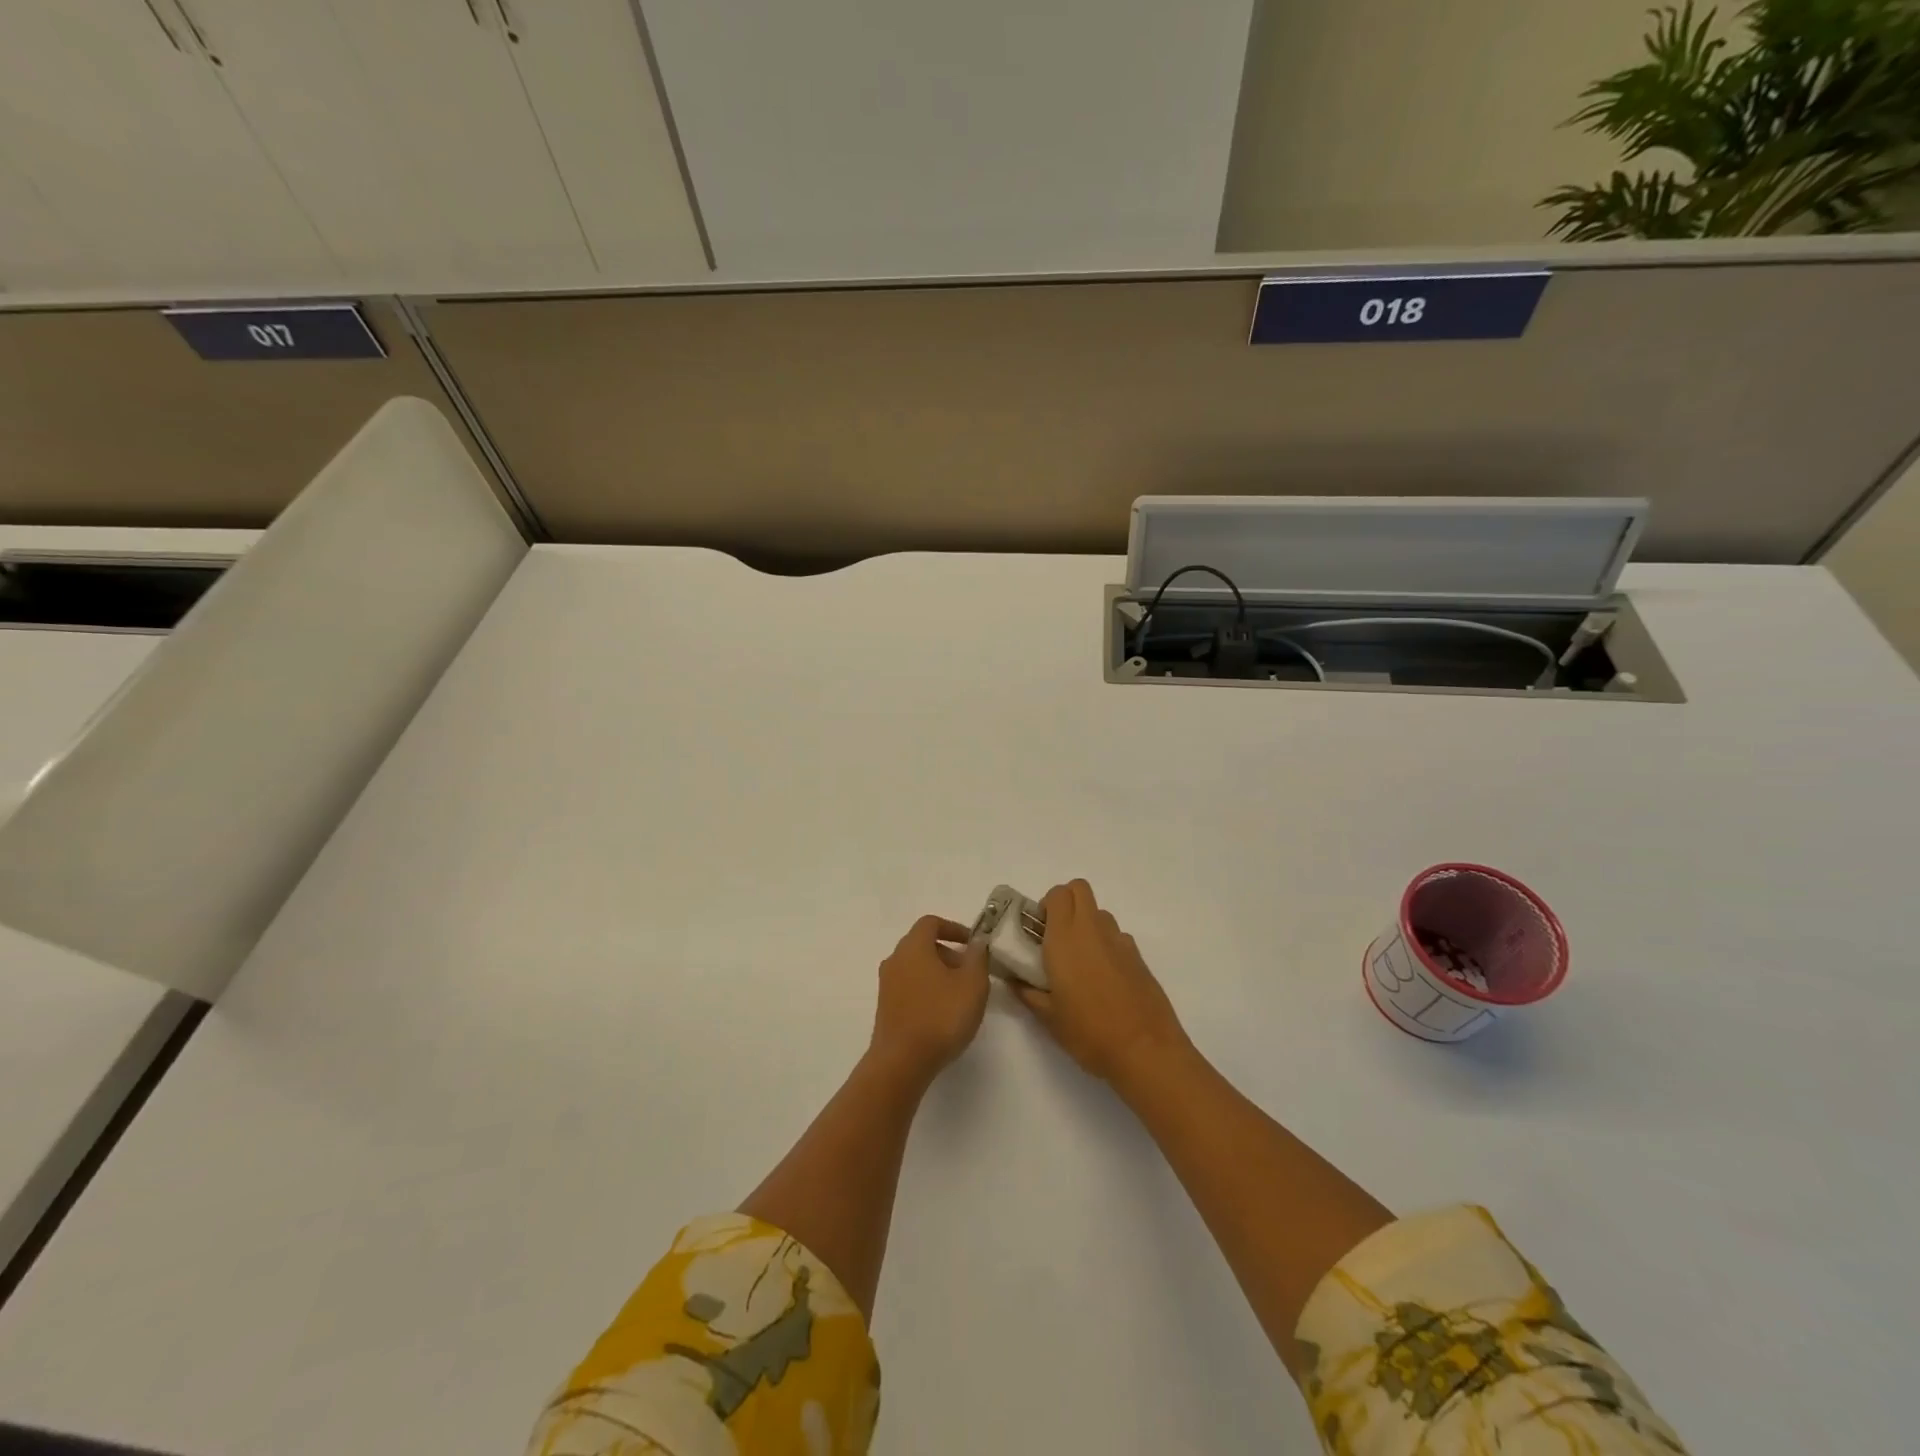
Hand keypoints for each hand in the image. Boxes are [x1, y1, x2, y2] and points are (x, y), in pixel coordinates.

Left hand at [869, 915, 990, 1086]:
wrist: (901, 1062)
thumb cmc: (941, 1016)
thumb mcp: (973, 984)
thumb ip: (977, 958)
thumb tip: (976, 943)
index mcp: (913, 947)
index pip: (931, 923)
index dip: (954, 928)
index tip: (973, 943)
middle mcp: (895, 960)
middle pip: (922, 945)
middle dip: (948, 953)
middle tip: (970, 972)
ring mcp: (887, 985)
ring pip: (916, 967)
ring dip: (938, 973)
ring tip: (960, 995)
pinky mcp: (886, 1008)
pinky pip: (909, 987)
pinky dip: (927, 989)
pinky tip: (942, 1013)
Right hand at [1015, 880, 1191, 1085]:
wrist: (1146, 1051)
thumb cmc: (1089, 1032)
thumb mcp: (1049, 1018)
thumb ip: (1028, 994)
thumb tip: (1014, 982)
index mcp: (1066, 938)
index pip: (1057, 894)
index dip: (1046, 905)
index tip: (1038, 931)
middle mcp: (1093, 930)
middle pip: (1079, 889)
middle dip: (1066, 902)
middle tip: (1055, 936)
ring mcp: (1120, 941)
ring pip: (1100, 913)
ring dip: (1086, 924)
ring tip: (1080, 961)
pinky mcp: (1138, 957)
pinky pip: (1117, 937)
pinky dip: (1106, 945)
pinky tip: (1104, 979)